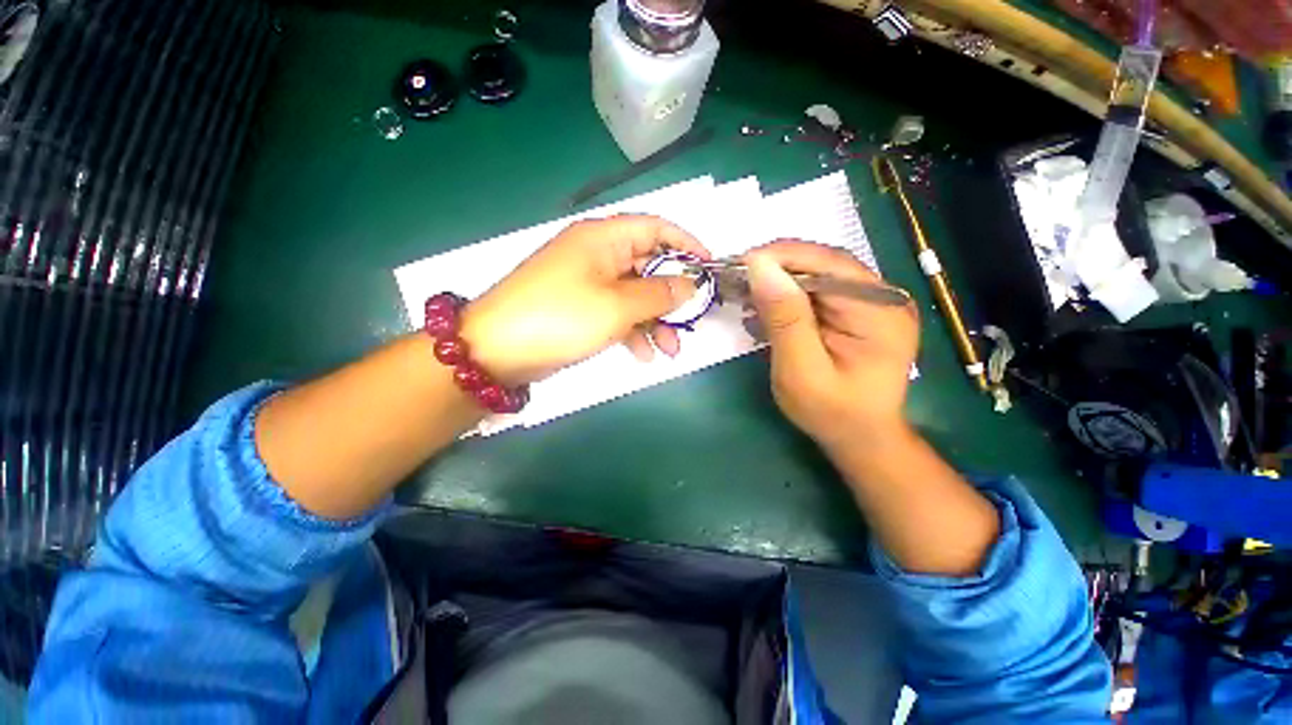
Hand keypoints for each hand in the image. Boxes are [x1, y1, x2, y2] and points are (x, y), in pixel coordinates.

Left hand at [461, 215, 710, 385]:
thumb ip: (659, 293)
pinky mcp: (579, 308)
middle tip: (689, 325)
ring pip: (634, 296)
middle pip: (647, 267)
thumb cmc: (561, 317)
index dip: (686, 244)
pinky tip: (642, 355)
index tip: (708, 268)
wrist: (496, 350)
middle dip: (671, 298)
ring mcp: (587, 283)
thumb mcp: (617, 306)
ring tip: (668, 352)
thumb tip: (689, 285)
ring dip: (654, 322)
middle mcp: (596, 254)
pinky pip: (615, 313)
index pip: (655, 228)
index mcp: (603, 238)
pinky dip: (631, 331)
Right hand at [744, 240, 917, 449]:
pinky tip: (767, 306)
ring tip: (746, 291)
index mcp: (879, 311)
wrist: (860, 437)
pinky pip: (819, 289)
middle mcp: (883, 297)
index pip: (828, 264)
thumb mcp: (801, 371)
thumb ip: (785, 318)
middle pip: (824, 263)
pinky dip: (789, 293)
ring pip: (819, 273)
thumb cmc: (831, 412)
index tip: (740, 263)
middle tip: (737, 277)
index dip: (782, 257)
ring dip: (780, 279)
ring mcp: (873, 302)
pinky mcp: (858, 310)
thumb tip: (760, 267)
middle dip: (777, 267)